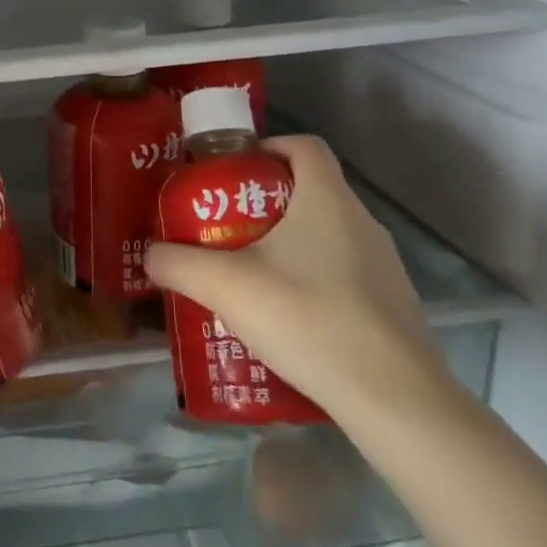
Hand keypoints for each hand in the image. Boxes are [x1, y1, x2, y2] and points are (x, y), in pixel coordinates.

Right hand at [144, 135, 452, 426]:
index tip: (233, 172)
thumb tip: (151, 254)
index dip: (268, 147)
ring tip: (248, 278)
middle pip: (309, 191)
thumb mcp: (226, 286)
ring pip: (326, 237)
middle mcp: (362, 222)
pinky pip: (343, 276)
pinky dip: (312, 283)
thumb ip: (178, 263)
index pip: (304, 146)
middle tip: (224, 230)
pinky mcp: (393, 307)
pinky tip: (285, 320)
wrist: (395, 401)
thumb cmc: (308, 318)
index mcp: (327, 199)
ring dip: (287, 247)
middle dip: (263, 205)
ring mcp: (385, 267)